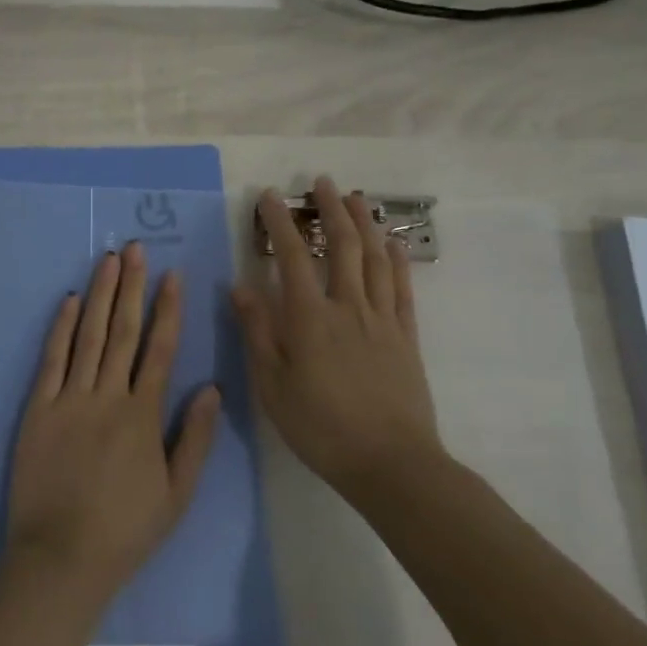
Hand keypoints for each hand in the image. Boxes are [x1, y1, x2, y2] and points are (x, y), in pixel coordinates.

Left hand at [7, 243, 220, 609]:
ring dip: (100, 295)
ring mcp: (69, 399)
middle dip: (131, 286)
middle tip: (135, 248)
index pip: (161, 348)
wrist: (62, 556)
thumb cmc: (125, 529)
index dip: (168, 308)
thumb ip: (194, 438)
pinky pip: (51, 360)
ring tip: (107, 260)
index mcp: (144, 415)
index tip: (172, 275)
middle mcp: (108, 396)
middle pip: (123, 331)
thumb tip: (211, 388)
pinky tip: (69, 301)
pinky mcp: (38, 408)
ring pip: (88, 336)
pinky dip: (60, 328)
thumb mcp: (177, 493)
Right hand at [232, 177, 443, 504]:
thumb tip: (240, 287)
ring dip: (365, 224)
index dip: (280, 223)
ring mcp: (382, 320)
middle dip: (330, 209)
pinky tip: (394, 244)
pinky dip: (398, 261)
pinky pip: (403, 289)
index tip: (270, 196)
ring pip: (375, 259)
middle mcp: (347, 307)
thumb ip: (257, 332)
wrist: (390, 463)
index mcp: (309, 318)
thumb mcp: (271, 384)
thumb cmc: (319, 426)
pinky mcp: (406, 337)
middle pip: (342, 246)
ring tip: (356, 198)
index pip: (291, 257)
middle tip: (322, 182)